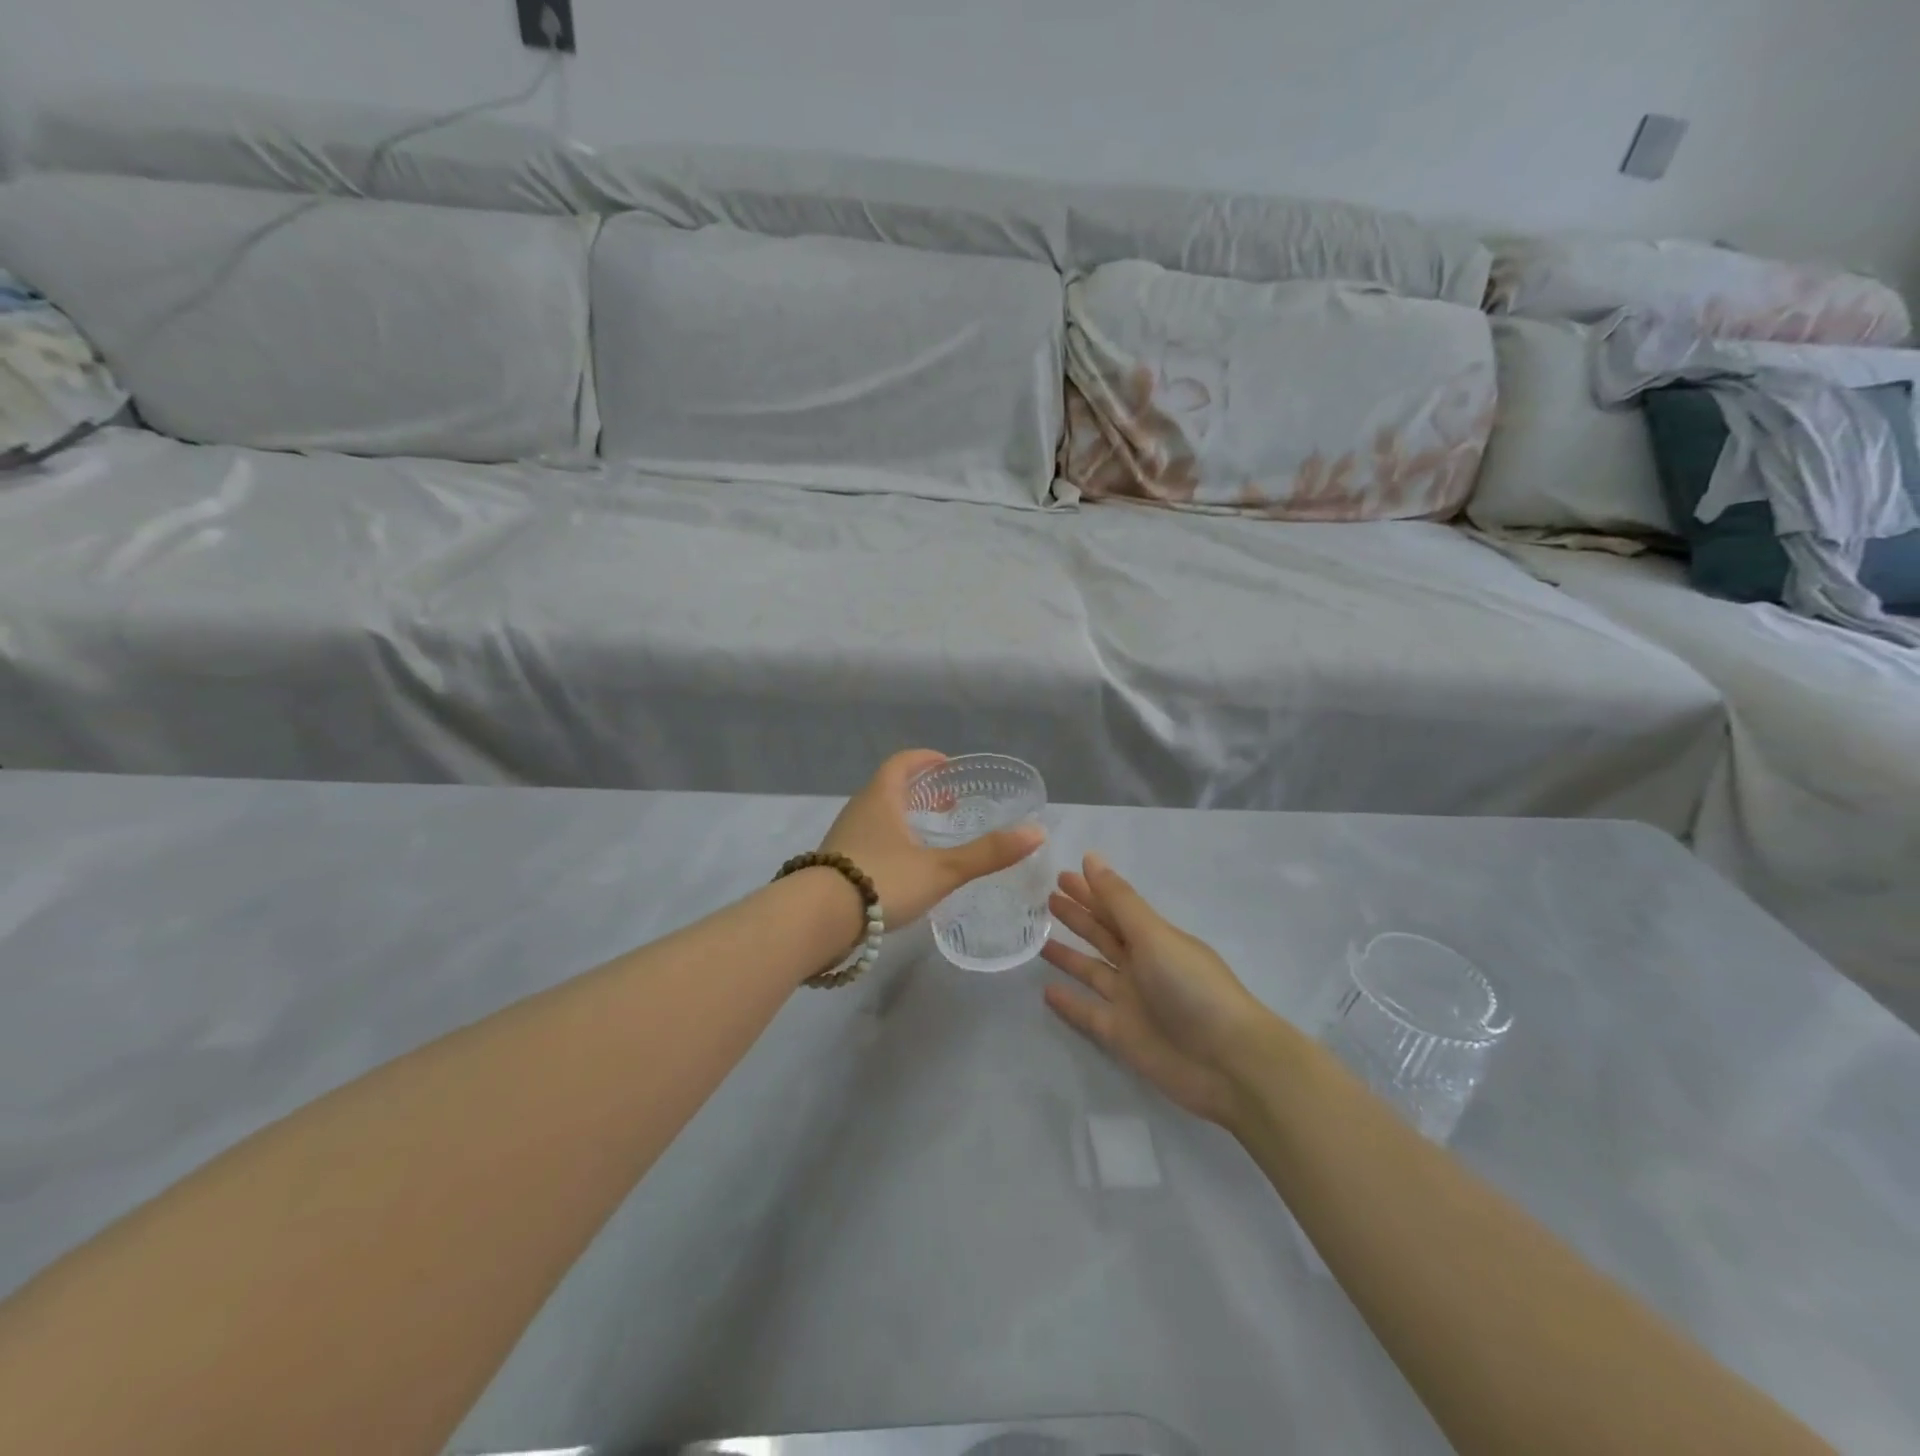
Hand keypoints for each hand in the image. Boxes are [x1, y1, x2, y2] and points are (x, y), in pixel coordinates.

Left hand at [820, 750, 1044, 927]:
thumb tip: (1036, 832)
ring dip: (904, 820)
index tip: (948, 768)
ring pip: (877, 818)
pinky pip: (867, 843)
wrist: (816, 921)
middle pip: (889, 789)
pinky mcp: (834, 867)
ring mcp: (843, 839)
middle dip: (920, 793)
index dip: (926, 760)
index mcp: (881, 799)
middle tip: (948, 806)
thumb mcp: (941, 869)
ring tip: (930, 840)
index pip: (902, 763)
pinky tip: (904, 872)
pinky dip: (890, 845)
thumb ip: (987, 853)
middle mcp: (859, 811)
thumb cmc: (880, 881)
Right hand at [1042, 854, 1272, 1124]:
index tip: (1060, 874)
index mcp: (1154, 937)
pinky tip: (1045, 990)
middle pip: (1102, 935)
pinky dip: (1069, 1002)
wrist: (1228, 1062)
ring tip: (1036, 938)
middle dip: (1077, 916)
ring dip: (1067, 954)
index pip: (1115, 907)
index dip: (1090, 890)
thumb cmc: (1193, 988)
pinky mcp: (1121, 1034)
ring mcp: (1131, 1000)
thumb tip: (1091, 858)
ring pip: (1091, 970)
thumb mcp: (1154, 936)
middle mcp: (1141, 964)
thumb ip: (1119, 901)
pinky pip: (1087, 1012)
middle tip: (1045, 898)